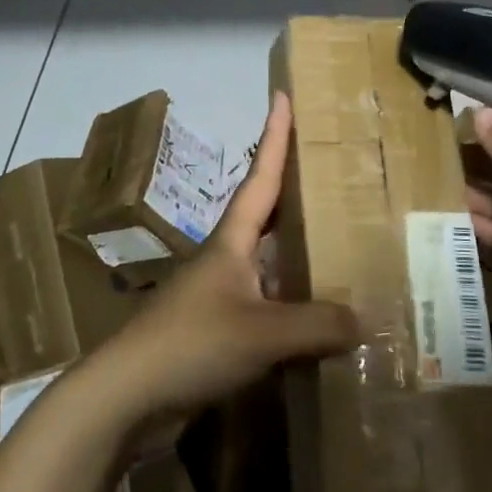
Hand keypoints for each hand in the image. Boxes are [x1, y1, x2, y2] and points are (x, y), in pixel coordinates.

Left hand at [91, 92, 358, 424]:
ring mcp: (220, 294)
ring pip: (269, 261)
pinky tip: (317, 316)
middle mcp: (227, 258)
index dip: (274, 136)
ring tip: (340, 240)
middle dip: (295, 188)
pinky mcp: (219, 330)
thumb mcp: (261, 332)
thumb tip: (364, 321)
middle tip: (331, 169)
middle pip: (266, 213)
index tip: (282, 96)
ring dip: (298, 249)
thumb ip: (316, 325)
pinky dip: (293, 302)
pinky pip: (267, 304)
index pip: (261, 176)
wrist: (127, 395)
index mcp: (232, 240)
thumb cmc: (191, 343)